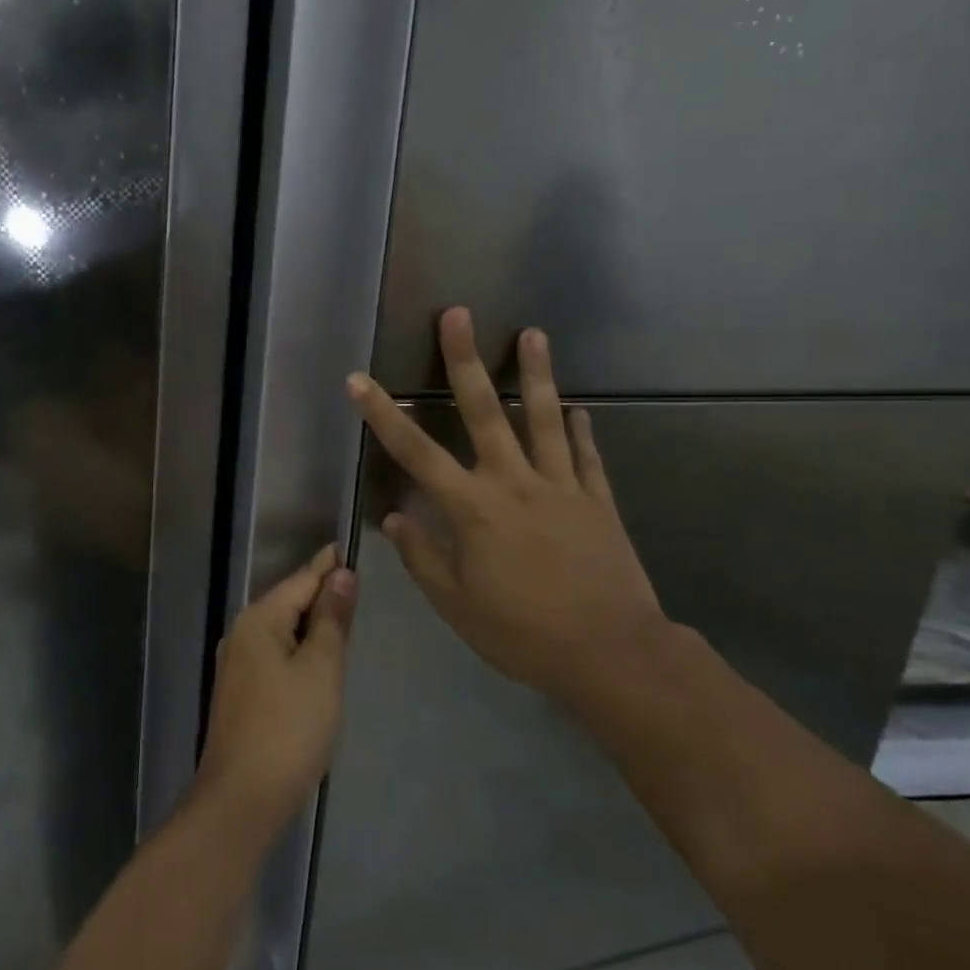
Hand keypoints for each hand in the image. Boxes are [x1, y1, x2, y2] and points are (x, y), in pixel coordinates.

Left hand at [194, 546, 356, 840]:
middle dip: (320, 592)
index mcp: (259, 620)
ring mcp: (237, 665)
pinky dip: (299, 649)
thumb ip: (332, 619)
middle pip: (289, 602)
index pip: (301, 580)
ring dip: (311, 623)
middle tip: (355, 581)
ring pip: (282, 630)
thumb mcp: (321, 669)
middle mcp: (242, 634)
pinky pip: (276, 655)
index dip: (327, 565)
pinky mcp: (241, 693)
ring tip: (343, 614)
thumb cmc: (288, 728)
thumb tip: (340, 574)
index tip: (348, 546)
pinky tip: (317, 659)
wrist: (242, 799)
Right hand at [345, 307, 674, 703]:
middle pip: (484, 412)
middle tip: (458, 315)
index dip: (384, 414)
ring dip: (536, 374)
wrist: (610, 654)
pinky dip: (581, 431)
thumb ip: (422, 557)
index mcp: (472, 509)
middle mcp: (514, 483)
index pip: (416, 453)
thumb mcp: (456, 605)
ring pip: (545, 419)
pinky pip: (587, 457)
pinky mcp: (598, 501)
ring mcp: (561, 487)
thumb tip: (395, 518)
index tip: (359, 380)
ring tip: (534, 333)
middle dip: (464, 361)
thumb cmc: (522, 633)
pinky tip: (579, 410)